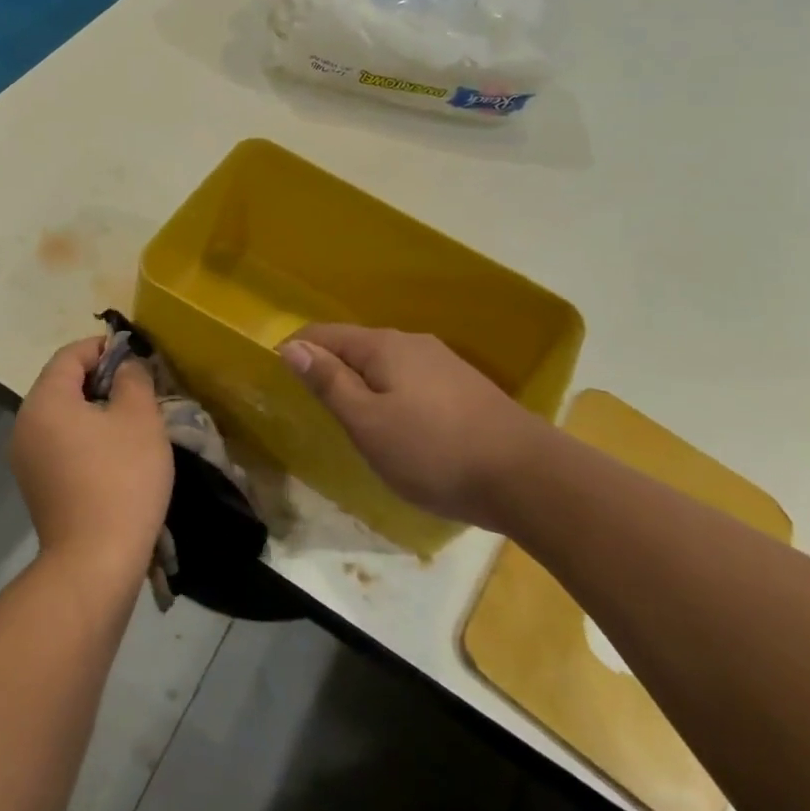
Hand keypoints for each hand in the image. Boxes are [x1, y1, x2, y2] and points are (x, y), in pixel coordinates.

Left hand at [9, 338, 172, 586]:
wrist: (95, 561)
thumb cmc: (121, 478)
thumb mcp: (139, 418)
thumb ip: (133, 379)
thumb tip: (125, 367)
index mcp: (45, 400)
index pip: (70, 355)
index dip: (103, 348)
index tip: (135, 355)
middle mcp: (25, 423)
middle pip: (61, 384)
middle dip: (100, 379)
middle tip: (138, 388)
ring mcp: (25, 458)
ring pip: (61, 416)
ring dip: (93, 410)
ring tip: (131, 419)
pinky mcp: (35, 486)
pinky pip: (59, 444)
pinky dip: (84, 437)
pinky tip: (114, 453)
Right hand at [278, 324, 546, 531]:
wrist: (528, 476)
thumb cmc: (433, 451)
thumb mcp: (367, 422)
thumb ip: (328, 382)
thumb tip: (292, 346)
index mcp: (383, 346)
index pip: (324, 334)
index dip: (297, 352)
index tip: (280, 382)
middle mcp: (412, 343)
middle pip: (356, 346)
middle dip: (330, 369)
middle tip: (315, 409)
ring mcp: (443, 363)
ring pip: (385, 365)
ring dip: (362, 385)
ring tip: (353, 422)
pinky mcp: (464, 388)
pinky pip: (411, 381)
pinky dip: (391, 396)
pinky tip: (399, 427)